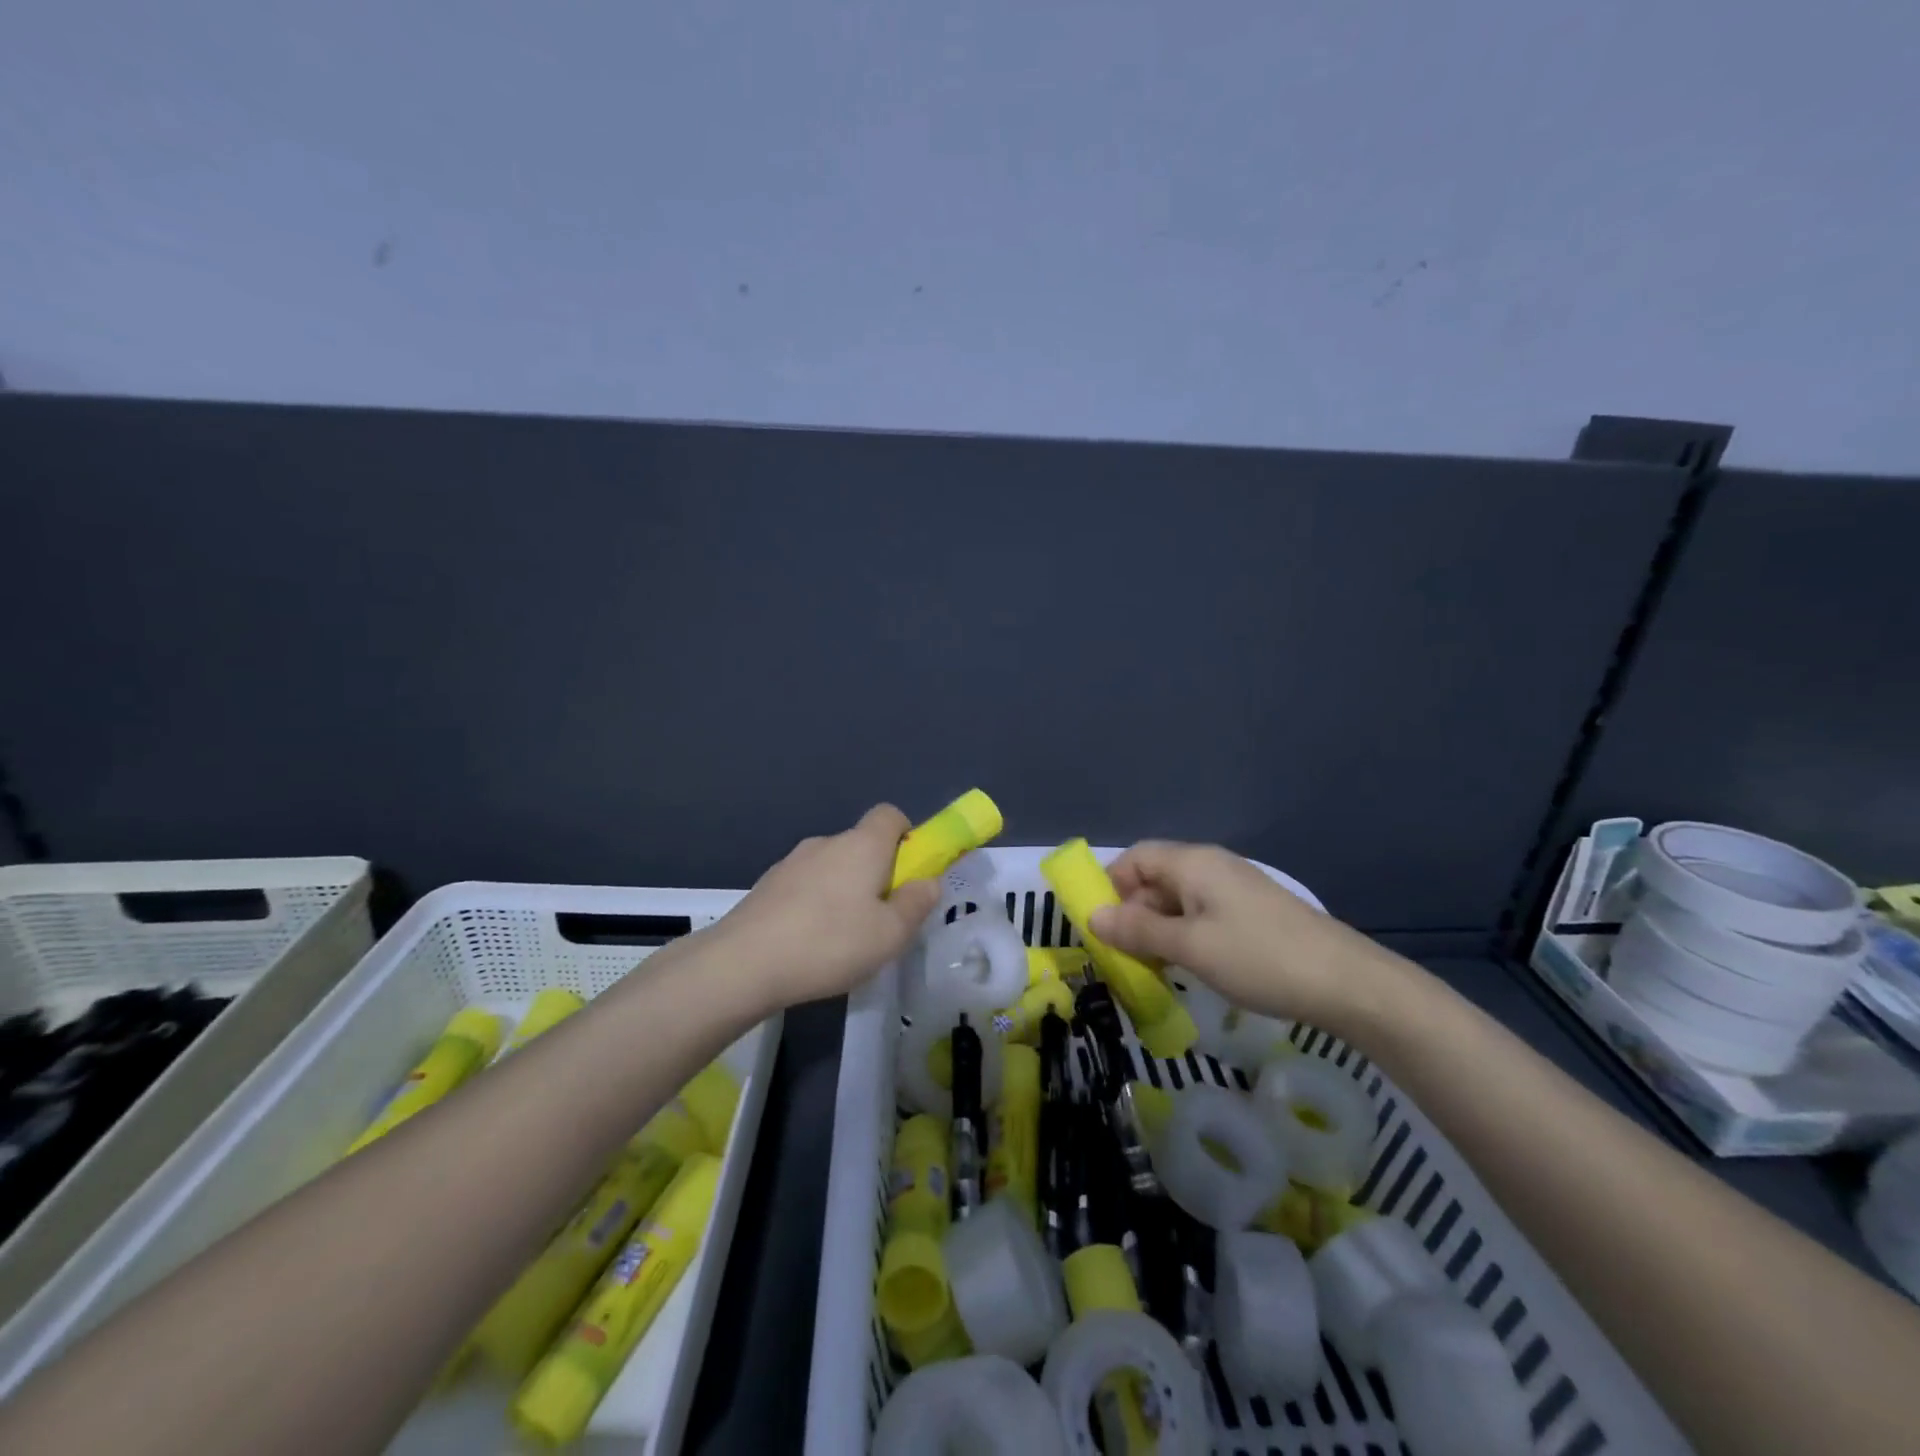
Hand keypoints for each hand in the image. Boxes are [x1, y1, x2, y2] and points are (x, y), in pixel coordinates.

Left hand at [708, 805, 942, 1009]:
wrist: (743, 963)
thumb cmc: (830, 943)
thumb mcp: (890, 934)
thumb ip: (916, 904)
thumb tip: (928, 882)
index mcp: (862, 845)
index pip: (890, 815)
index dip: (907, 837)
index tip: (909, 873)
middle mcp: (827, 843)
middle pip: (862, 845)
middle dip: (877, 874)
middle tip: (880, 920)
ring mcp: (792, 862)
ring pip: (832, 867)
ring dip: (844, 891)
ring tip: (842, 940)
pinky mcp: (767, 885)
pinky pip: (805, 886)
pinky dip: (814, 905)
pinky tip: (809, 944)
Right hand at [1088, 841, 1389, 1033]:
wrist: (1346, 983)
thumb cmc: (1258, 958)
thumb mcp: (1190, 946)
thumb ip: (1138, 929)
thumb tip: (1093, 916)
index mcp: (1193, 863)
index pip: (1135, 858)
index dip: (1110, 885)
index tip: (1099, 925)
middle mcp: (1212, 866)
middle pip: (1155, 877)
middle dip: (1132, 912)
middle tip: (1123, 955)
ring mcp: (1235, 889)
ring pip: (1178, 900)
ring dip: (1157, 928)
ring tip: (1151, 967)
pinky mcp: (1252, 912)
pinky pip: (1202, 914)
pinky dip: (1184, 935)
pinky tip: (1188, 965)